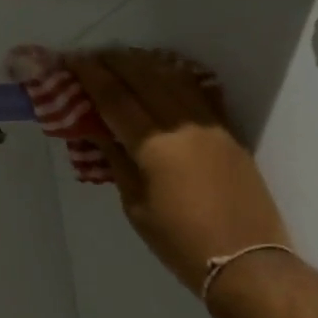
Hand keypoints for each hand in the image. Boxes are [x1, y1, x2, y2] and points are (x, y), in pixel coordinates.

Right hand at [67, 50, 289, 297]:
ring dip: (144, 64)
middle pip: (144, 77)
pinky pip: (198, 92)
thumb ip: (117, 162)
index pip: (114, 97)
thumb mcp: (136, 206)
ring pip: (173, 78)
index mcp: (154, 145)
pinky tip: (163, 74)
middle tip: (92, 57)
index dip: (90, 76)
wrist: (245, 261)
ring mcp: (210, 125)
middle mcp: (182, 124)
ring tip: (123, 60)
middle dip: (115, 62)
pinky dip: (175, 77)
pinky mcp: (228, 132)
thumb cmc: (180, 241)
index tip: (71, 62)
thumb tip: (100, 131)